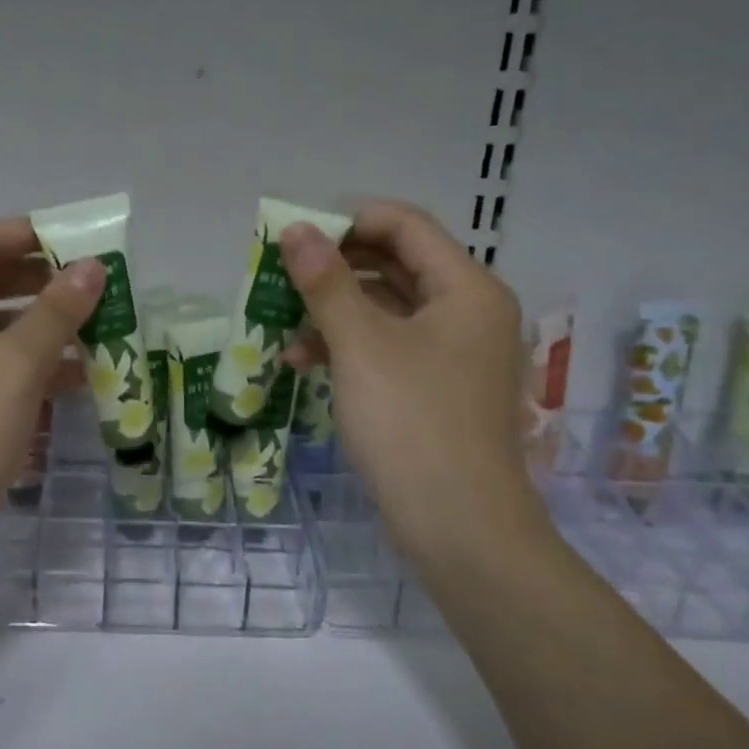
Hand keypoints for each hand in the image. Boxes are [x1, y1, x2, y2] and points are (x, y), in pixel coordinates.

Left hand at [0, 216, 105, 584]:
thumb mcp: (15, 366)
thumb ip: (56, 312)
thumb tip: (93, 267)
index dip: (32, 234)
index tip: (84, 241)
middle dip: (44, 281)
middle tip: (97, 284)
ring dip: (45, 324)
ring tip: (99, 326)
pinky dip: (34, 364)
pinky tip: (79, 374)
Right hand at [280, 199, 543, 565]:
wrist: (458, 527)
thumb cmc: (411, 423)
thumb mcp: (361, 346)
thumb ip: (326, 282)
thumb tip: (295, 229)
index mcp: (466, 289)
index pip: (404, 225)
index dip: (347, 220)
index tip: (294, 235)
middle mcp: (468, 312)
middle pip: (396, 264)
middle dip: (334, 266)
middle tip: (281, 272)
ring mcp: (454, 353)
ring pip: (387, 308)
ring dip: (334, 309)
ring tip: (282, 321)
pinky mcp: (436, 388)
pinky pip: (388, 346)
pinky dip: (348, 346)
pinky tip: (303, 361)